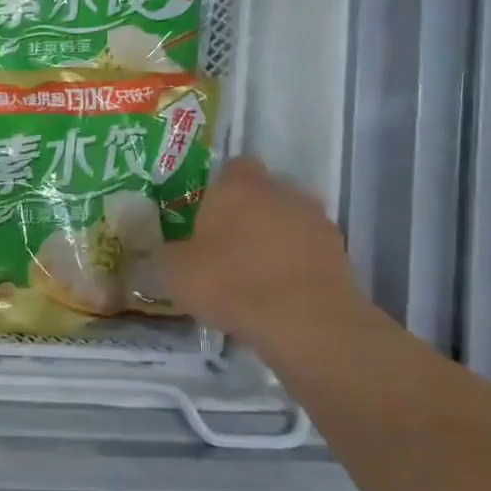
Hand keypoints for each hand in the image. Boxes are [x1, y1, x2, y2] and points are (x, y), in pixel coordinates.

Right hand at [159, 156, 368, 352]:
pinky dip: (293, 266)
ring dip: (272, 240)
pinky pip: (306, 252)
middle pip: (262, 194)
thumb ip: (160, 254)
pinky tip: (275, 293)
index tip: (203, 212)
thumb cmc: (229, 283)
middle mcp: (282, 193)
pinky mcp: (339, 255)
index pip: (232, 167)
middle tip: (220, 246)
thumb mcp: (171, 272)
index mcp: (239, 187)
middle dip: (245, 215)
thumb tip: (151, 252)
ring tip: (249, 275)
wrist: (305, 322)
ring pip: (287, 222)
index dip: (217, 187)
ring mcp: (316, 222)